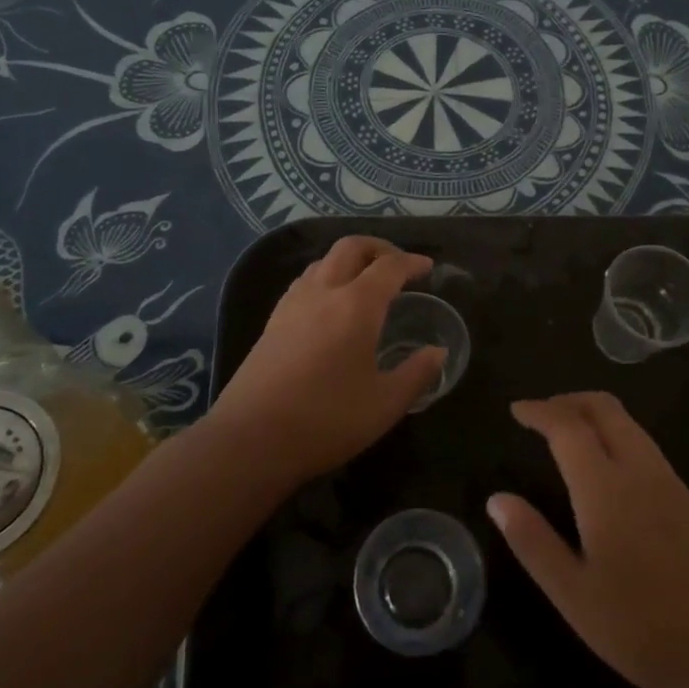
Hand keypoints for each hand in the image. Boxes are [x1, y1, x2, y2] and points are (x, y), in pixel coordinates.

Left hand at [209, 236, 445, 483]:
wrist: (250, 439)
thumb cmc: (326, 420)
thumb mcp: (385, 404)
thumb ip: (416, 374)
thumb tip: (437, 353)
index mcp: (356, 305)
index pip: (389, 267)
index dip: (412, 262)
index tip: (428, 268)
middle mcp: (323, 292)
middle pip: (351, 247)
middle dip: (379, 248)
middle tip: (398, 265)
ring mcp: (292, 304)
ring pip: (323, 261)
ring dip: (349, 260)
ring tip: (366, 282)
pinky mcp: (272, 322)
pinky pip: (305, 281)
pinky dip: (326, 277)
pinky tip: (330, 305)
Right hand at [488, 392, 688, 687]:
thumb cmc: (637, 628)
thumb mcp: (571, 593)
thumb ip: (532, 540)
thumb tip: (497, 499)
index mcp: (607, 488)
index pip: (569, 426)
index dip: (540, 411)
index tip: (516, 410)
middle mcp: (641, 471)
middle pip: (605, 409)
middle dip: (568, 401)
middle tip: (539, 415)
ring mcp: (670, 482)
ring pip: (629, 423)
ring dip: (593, 415)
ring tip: (565, 434)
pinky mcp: (687, 498)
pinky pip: (645, 444)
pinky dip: (616, 434)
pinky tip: (603, 464)